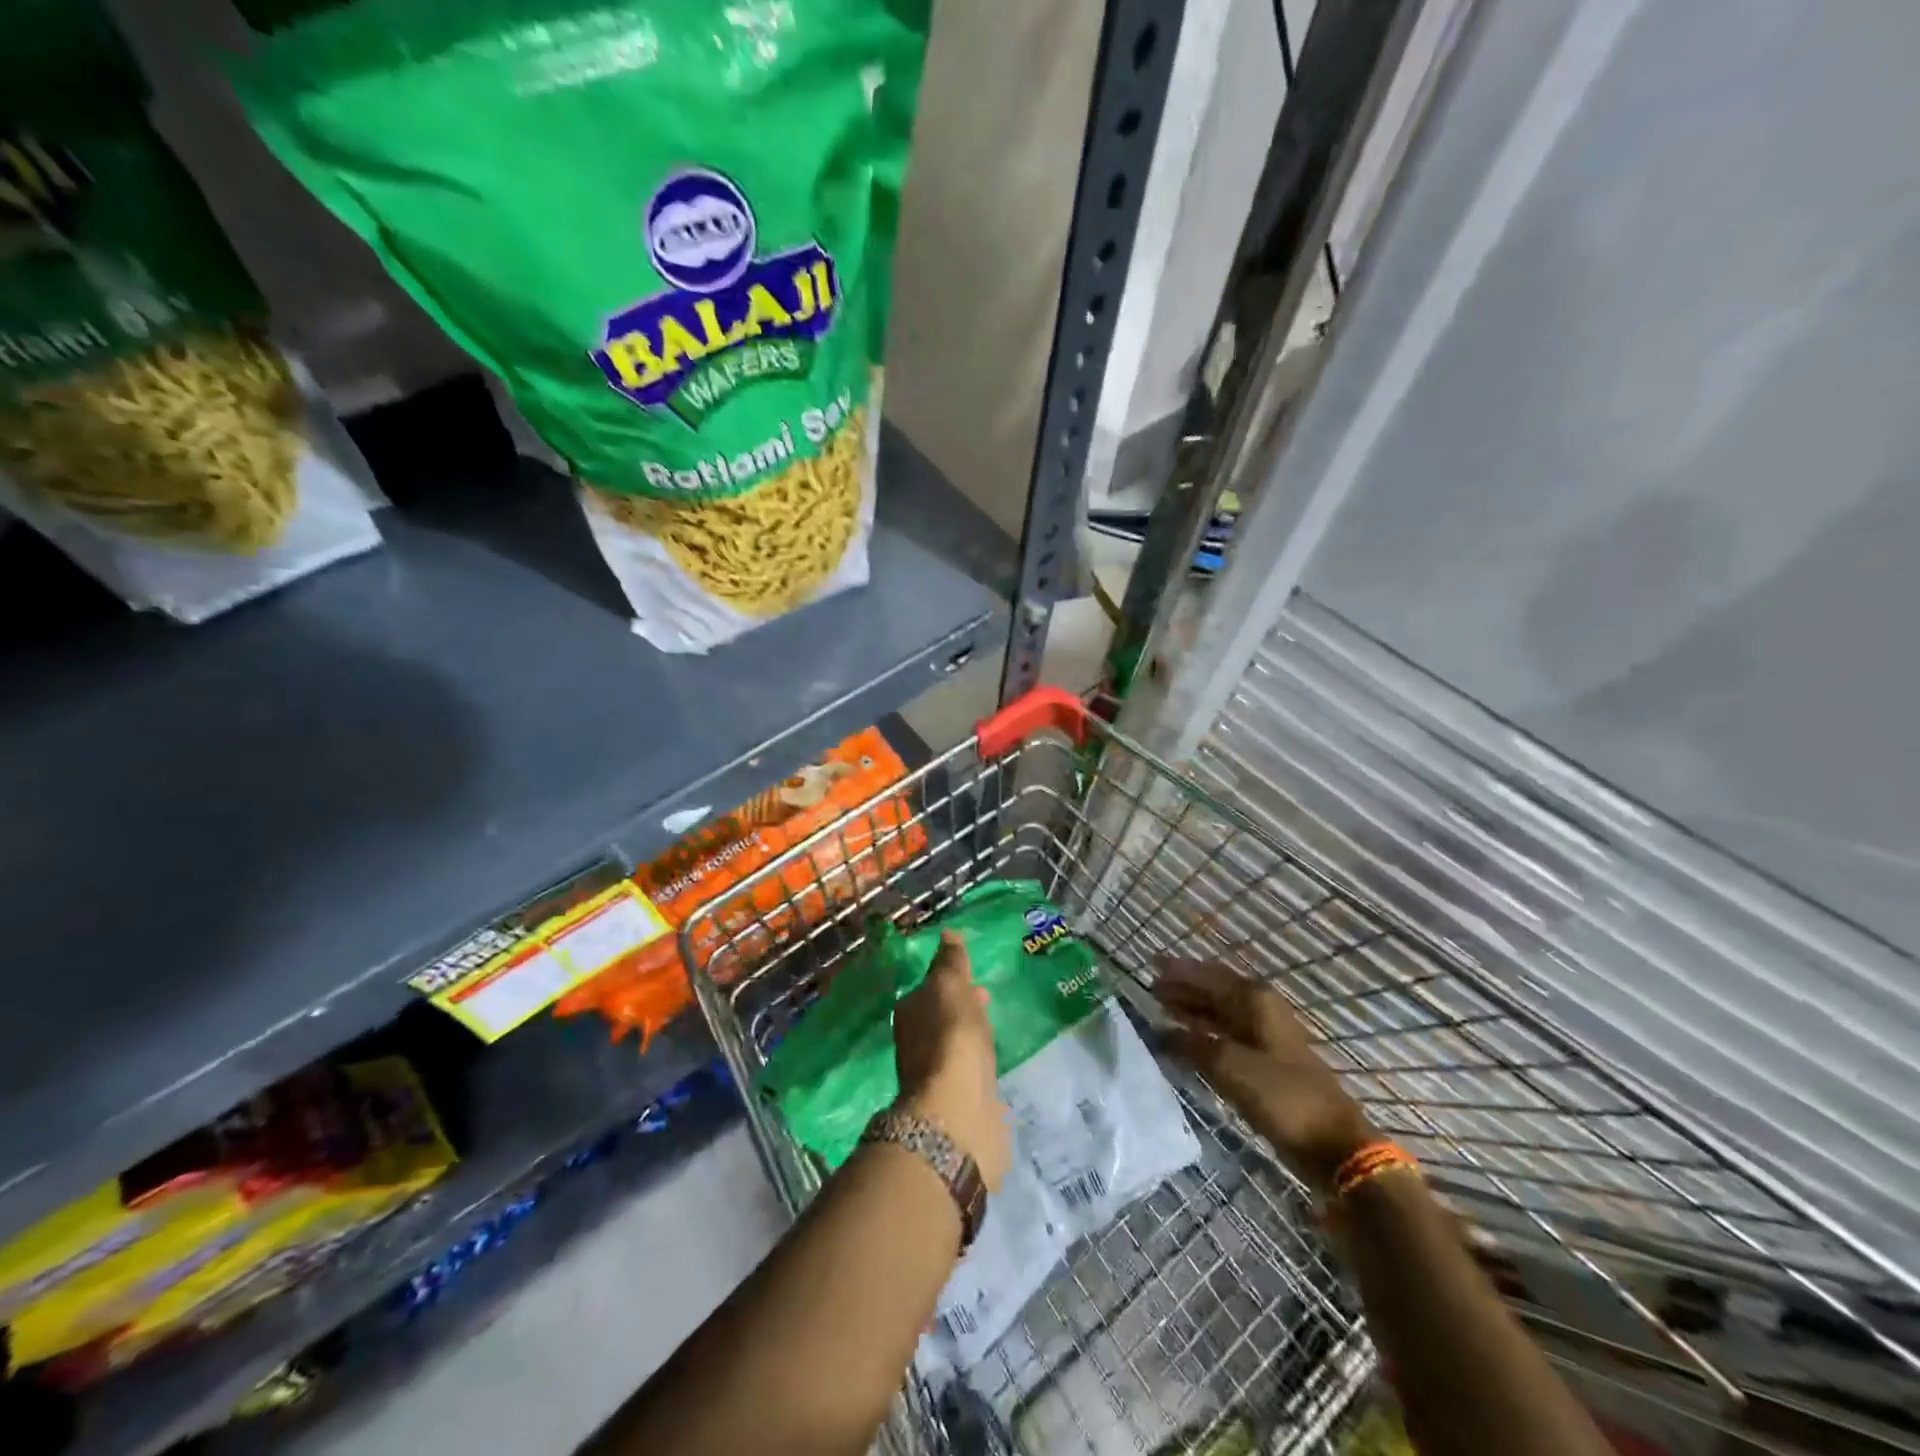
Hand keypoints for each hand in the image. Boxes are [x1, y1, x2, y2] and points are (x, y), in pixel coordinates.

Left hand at [893, 932, 1010, 1190]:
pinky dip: (979, 1061)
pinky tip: (993, 1061)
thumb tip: (947, 934)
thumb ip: (950, 962)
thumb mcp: (950, 986)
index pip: (929, 988)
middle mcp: (916, 1042)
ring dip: (971, 1033)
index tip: (973, 976)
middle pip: (940, 1016)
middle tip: (986, 998)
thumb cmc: (951, 1038)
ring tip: (995, 1027)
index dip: (950, 980)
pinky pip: (969, 1070)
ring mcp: (936, 1074)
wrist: (957, 1112)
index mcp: (910, 1012)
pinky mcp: (957, 1100)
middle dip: (961, 1006)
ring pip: (955, 1043)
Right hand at [1156, 958, 1375, 1193]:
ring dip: (1192, 1010)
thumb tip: (1161, 1033)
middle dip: (1184, 988)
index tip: (1152, 963)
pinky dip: (1203, 1034)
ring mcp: (1265, 1037)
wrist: (1331, 1144)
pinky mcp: (1266, 1063)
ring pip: (1220, 1013)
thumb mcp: (1229, 1065)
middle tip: (1151, 987)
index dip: (1180, 970)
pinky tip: (1184, 1041)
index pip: (1209, 975)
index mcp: (1255, 1000)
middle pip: (1215, 991)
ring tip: (1161, 1008)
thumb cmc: (1281, 1095)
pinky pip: (1226, 1036)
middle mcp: (1260, 1010)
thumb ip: (1192, 1045)